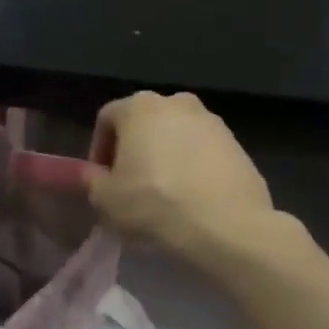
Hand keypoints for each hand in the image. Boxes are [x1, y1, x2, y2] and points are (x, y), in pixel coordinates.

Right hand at [87, 92, 288, 273]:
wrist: (224, 225)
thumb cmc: (153, 204)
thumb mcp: (105, 199)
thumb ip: (91, 180)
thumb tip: (93, 173)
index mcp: (140, 108)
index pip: (107, 118)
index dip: (98, 149)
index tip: (101, 178)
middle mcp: (177, 103)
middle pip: (144, 123)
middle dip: (133, 150)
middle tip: (129, 184)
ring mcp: (212, 122)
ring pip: (176, 136)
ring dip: (164, 157)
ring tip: (162, 193)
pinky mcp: (237, 145)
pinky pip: (202, 152)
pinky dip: (191, 167)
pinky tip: (189, 197)